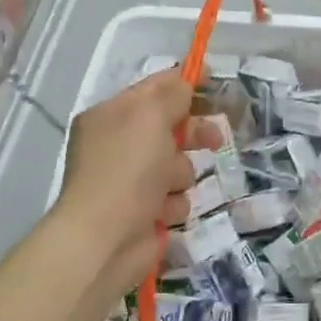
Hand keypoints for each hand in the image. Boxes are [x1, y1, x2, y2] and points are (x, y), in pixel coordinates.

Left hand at [52, 70, 194, 306]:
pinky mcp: (144, 212)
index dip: (184, 83)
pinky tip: (163, 211)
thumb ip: (172, 94)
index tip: (214, 81)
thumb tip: (184, 86)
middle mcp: (117, 145)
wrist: (105, 240)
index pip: (153, 88)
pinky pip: (175, 197)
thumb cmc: (126, 170)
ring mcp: (130, 181)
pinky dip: (173, 203)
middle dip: (192, 133)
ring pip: (177, 165)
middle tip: (214, 139)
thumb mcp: (150, 117)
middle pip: (169, 127)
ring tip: (168, 186)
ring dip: (181, 174)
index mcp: (111, 116)